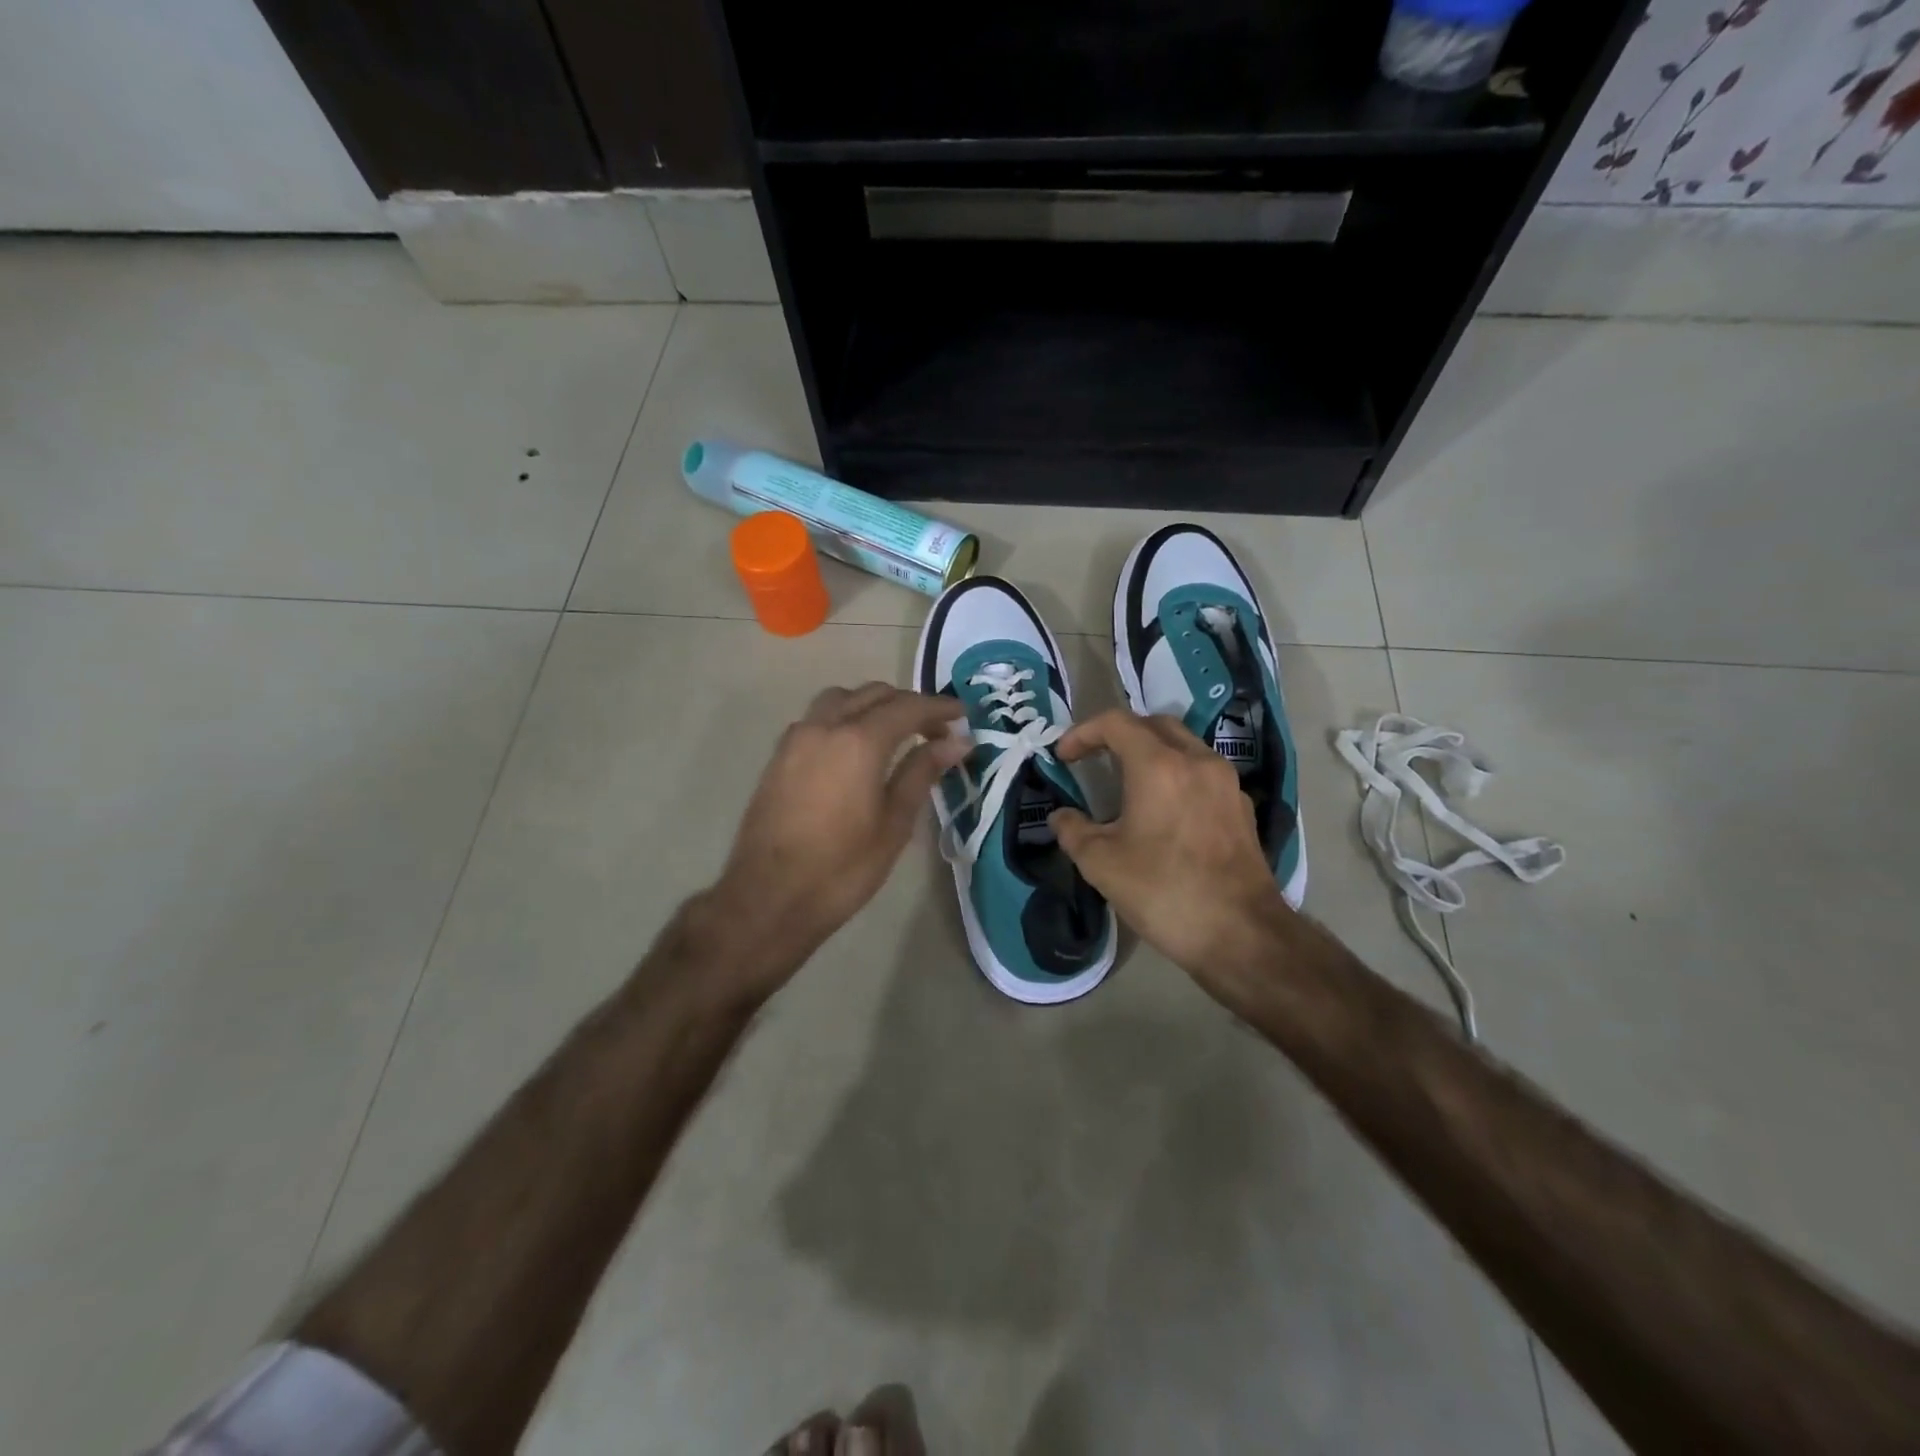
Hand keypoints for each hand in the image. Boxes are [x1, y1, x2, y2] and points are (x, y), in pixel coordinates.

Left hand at [704, 682, 966, 994]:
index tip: (963, 716)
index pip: (908, 707)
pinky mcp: (779, 756)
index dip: (939, 708)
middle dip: (908, 705)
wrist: (769, 897)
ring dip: (872, 705)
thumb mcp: (894, 823)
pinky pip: (818, 718)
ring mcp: (796, 738)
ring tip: (895, 734)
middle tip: (935, 731)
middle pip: (873, 694)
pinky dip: (844, 718)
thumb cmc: (842, 868)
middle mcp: (825, 726)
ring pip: (841, 699)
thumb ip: (922, 772)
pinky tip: (855, 750)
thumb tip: (957, 742)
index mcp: (859, 741)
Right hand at [1049, 710, 1293, 986]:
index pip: (1116, 723)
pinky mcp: (1242, 808)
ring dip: (1152, 753)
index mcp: (1159, 766)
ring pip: (1184, 746)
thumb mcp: (1100, 864)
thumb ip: (1073, 831)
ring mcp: (1226, 783)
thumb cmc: (1163, 892)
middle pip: (1155, 725)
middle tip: (1095, 759)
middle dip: (1120, 735)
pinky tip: (1166, 811)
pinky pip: (1204, 774)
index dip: (1083, 733)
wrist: (1241, 934)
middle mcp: (1197, 761)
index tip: (1063, 757)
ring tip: (1129, 783)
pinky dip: (1178, 776)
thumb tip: (1061, 816)